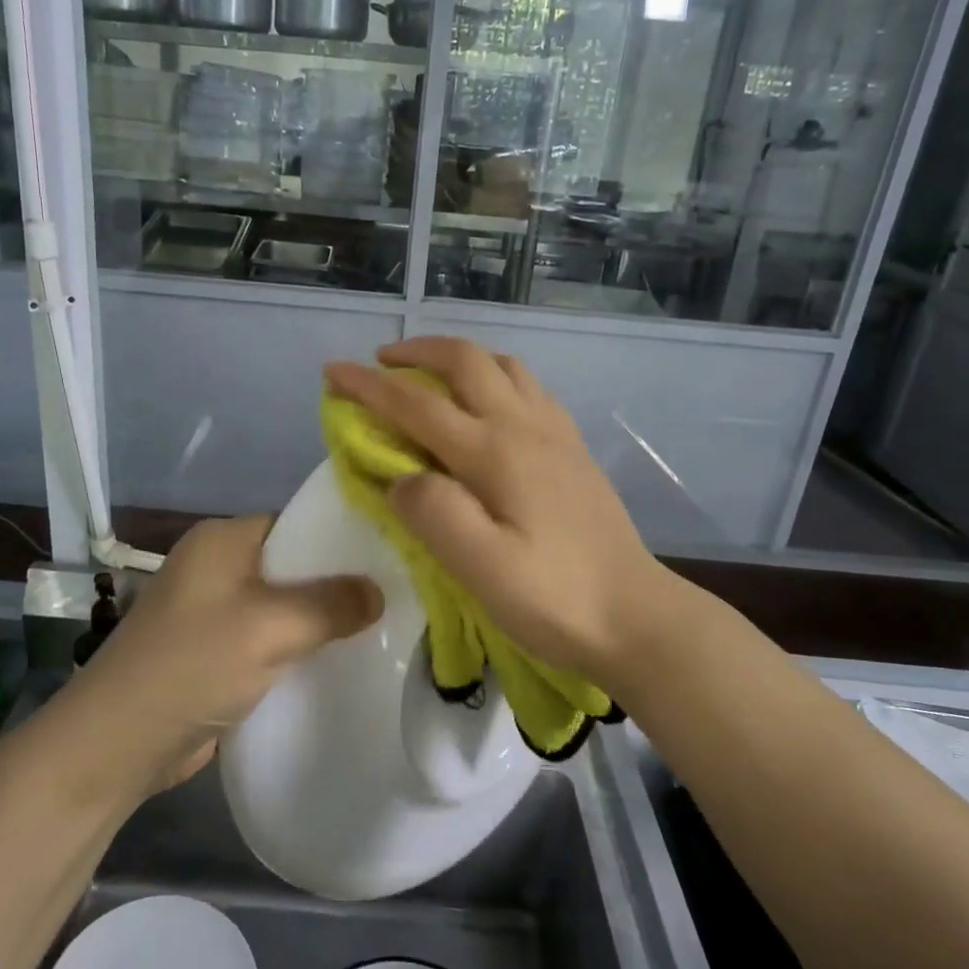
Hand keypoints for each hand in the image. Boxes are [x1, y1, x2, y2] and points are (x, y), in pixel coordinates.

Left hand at [74, 516, 382, 793]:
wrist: (117, 744)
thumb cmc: (192, 665)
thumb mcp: (268, 627)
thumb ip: (328, 604)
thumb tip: (378, 591)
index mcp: (222, 540)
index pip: (295, 523)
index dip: (340, 539)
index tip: (389, 559)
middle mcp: (217, 567)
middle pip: (292, 565)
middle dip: (336, 584)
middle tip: (394, 598)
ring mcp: (214, 611)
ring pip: (283, 605)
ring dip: (319, 620)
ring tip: (379, 629)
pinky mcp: (216, 652)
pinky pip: (270, 638)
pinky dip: (299, 647)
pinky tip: (338, 660)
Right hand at [325, 337, 680, 695]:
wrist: (636, 616)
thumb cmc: (554, 598)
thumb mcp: (482, 569)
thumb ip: (433, 514)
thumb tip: (400, 478)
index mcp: (495, 451)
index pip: (417, 403)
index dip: (368, 385)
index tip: (332, 371)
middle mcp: (524, 426)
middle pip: (466, 361)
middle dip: (416, 351)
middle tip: (380, 362)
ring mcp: (555, 433)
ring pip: (503, 365)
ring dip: (459, 357)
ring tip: (431, 374)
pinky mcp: (573, 448)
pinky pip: (528, 387)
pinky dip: (495, 376)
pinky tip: (488, 404)